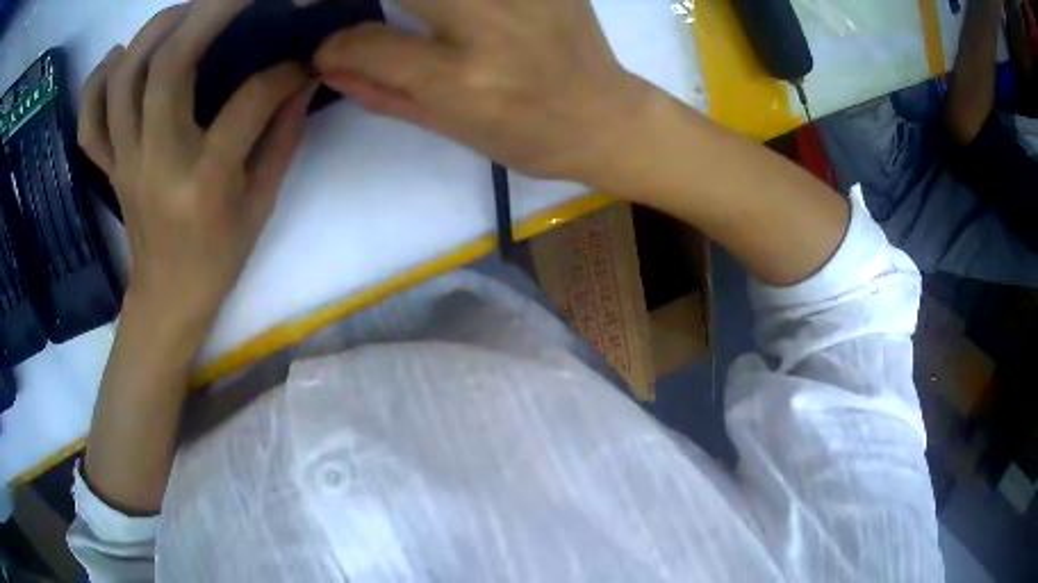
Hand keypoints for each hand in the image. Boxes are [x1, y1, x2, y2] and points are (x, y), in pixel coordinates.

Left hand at [78, 1, 312, 329]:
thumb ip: (282, 136)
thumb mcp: (261, 203)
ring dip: (152, 32)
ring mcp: (124, 162)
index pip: (246, 103)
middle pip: (166, 67)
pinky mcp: (109, 167)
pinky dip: (96, 82)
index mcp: (203, 182)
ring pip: (123, 79)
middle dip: (205, 13)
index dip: (280, 75)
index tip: (299, 66)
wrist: (167, 300)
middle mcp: (155, 162)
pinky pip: (90, 120)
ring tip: (181, 14)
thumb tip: (300, 81)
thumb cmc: (217, 258)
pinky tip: (116, 58)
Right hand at [315, 0, 649, 187]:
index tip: (325, 46)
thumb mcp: (448, 127)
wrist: (605, 117)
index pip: (369, 43)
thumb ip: (380, 90)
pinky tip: (443, 10)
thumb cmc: (526, 136)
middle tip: (324, 6)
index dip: (335, 43)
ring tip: (403, 14)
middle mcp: (488, 24)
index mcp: (461, 79)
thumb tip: (327, 63)